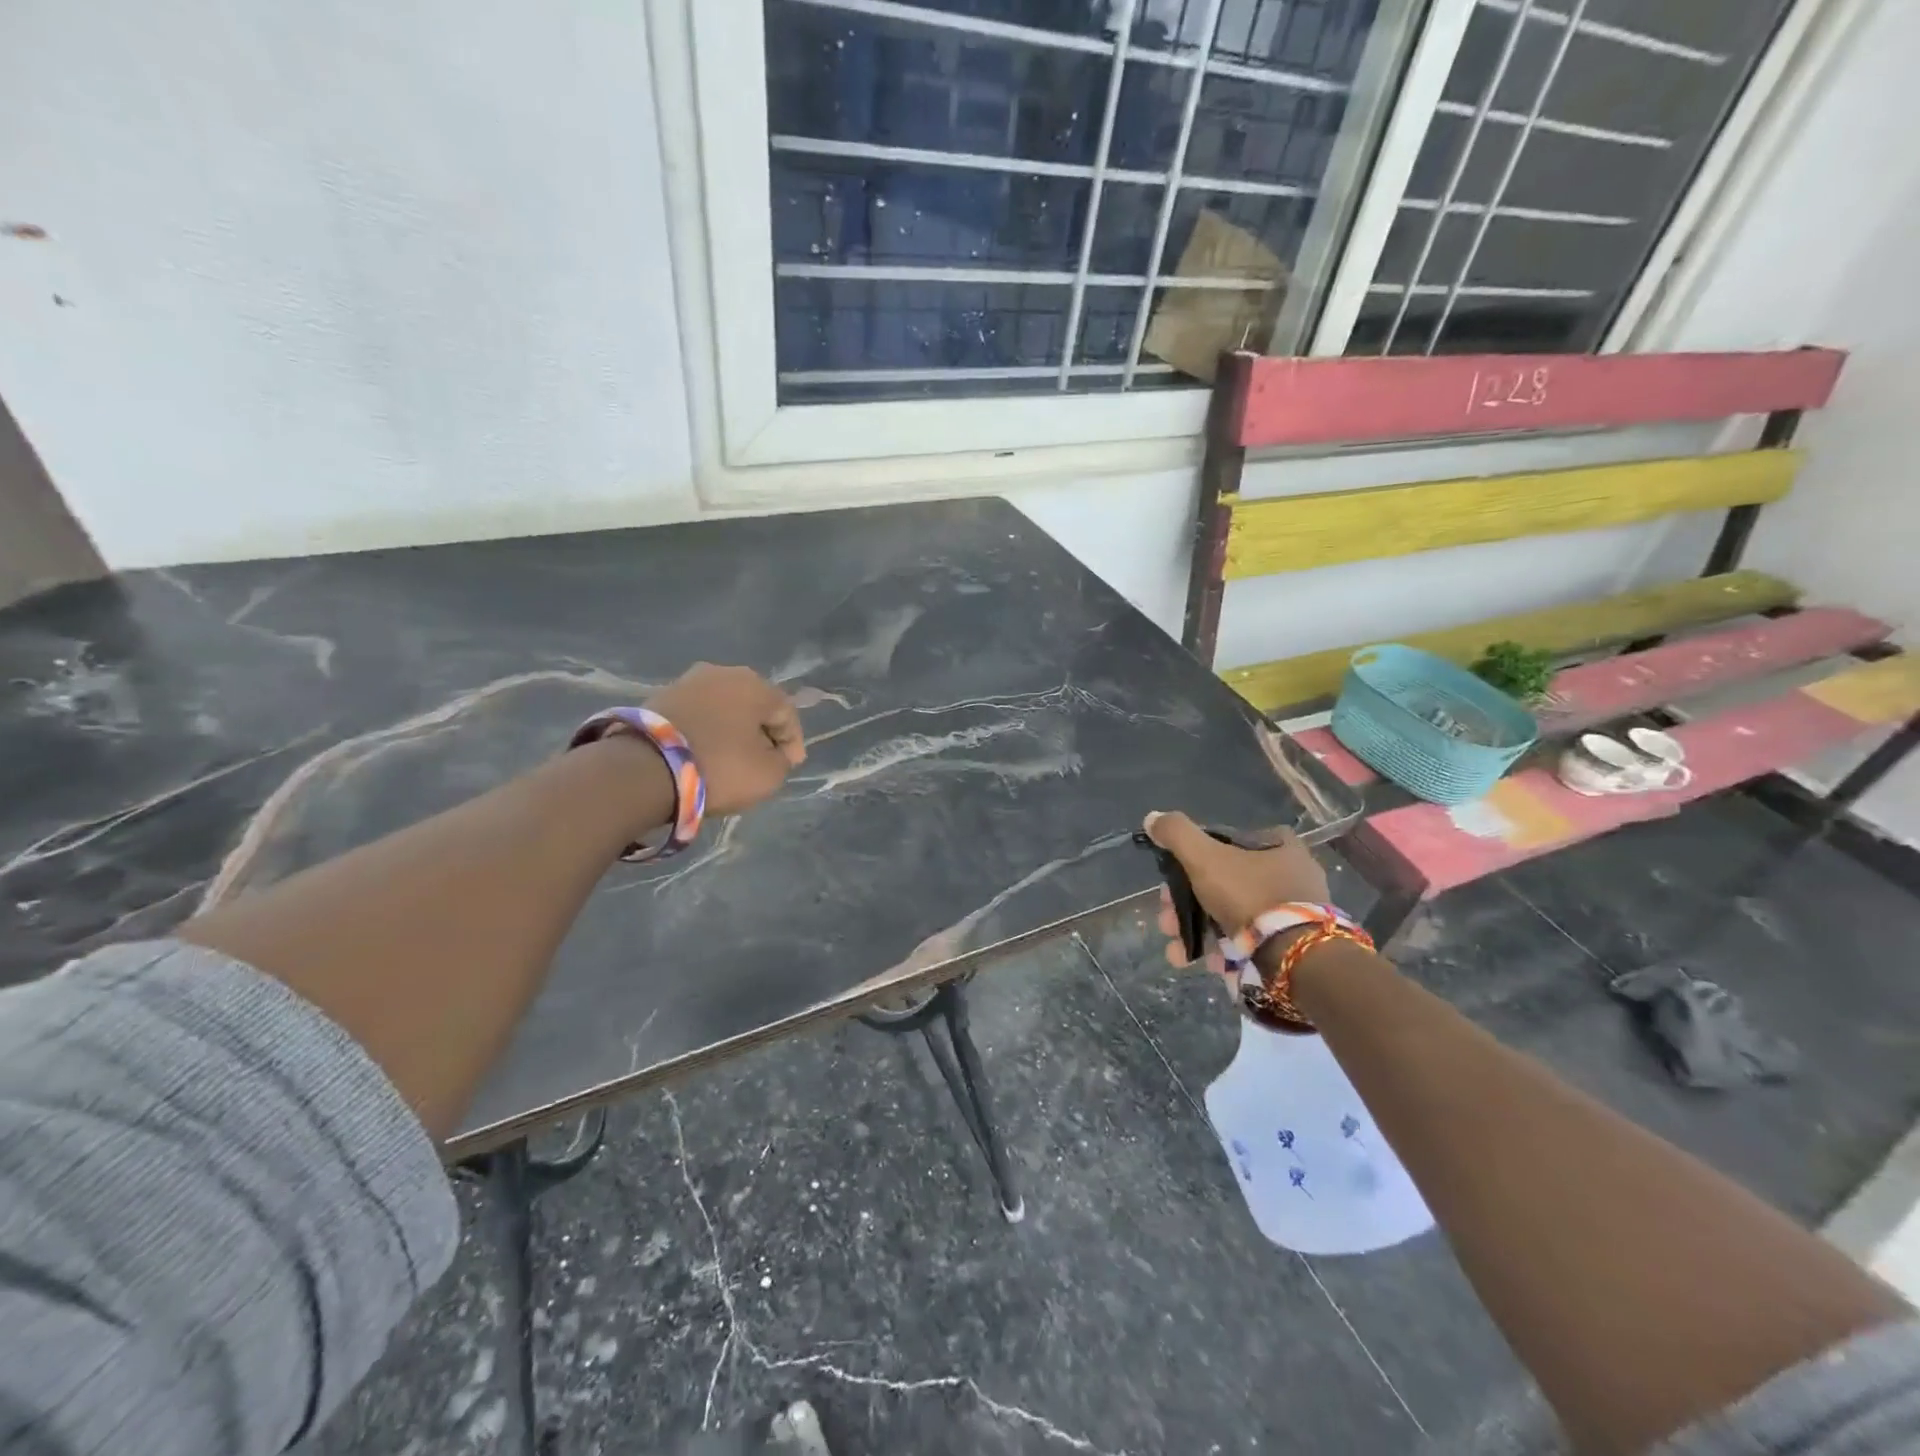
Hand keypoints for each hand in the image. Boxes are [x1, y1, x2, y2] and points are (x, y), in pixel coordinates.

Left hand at [647, 664, 805, 815]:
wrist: (644, 769)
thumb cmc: (719, 767)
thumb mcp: (768, 774)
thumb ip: (782, 760)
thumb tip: (774, 752)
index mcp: (755, 684)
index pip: (786, 712)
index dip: (793, 741)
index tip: (791, 766)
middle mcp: (723, 672)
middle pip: (753, 705)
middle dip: (762, 732)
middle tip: (764, 759)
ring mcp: (687, 681)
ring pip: (723, 708)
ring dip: (732, 730)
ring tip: (732, 758)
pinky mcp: (659, 697)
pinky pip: (697, 715)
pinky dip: (706, 731)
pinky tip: (705, 752)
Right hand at [1143, 810, 1328, 961]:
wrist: (1296, 958)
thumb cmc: (1250, 896)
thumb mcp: (1205, 858)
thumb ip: (1177, 834)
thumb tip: (1152, 817)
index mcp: (1279, 845)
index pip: (1226, 843)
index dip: (1192, 860)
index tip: (1171, 882)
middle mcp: (1292, 875)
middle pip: (1223, 883)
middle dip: (1186, 906)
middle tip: (1167, 923)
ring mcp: (1294, 913)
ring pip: (1233, 916)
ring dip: (1199, 933)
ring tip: (1178, 954)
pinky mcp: (1294, 945)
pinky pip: (1252, 941)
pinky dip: (1226, 951)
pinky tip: (1209, 964)